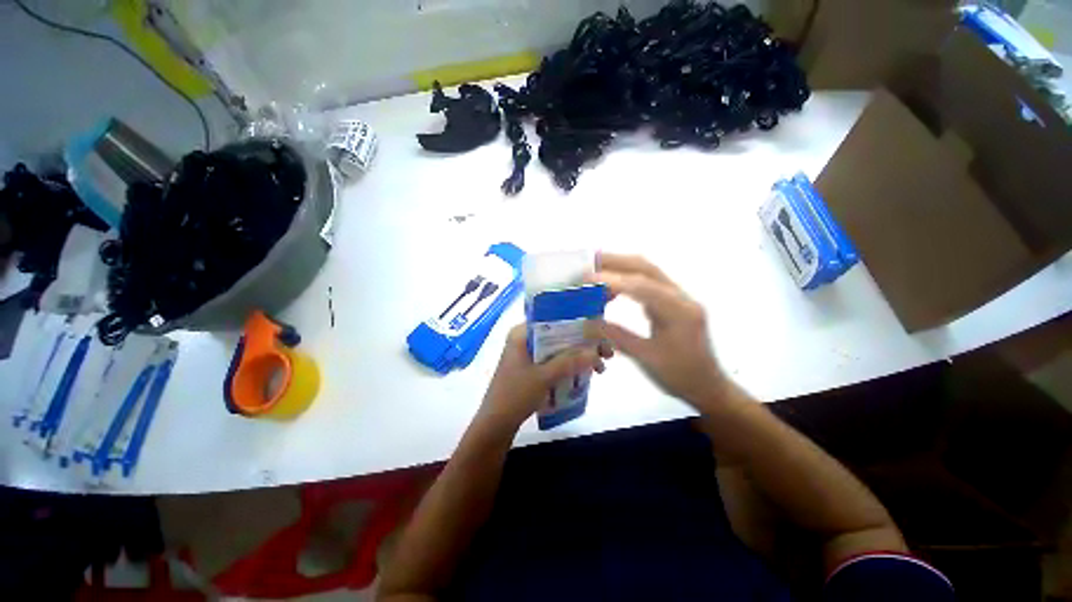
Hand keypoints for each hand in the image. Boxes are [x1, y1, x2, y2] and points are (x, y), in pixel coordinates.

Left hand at [479, 324, 611, 432]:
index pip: (553, 319)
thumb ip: (569, 362)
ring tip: (600, 367)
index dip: (578, 323)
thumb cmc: (515, 396)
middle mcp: (525, 338)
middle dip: (583, 343)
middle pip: (559, 334)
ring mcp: (528, 353)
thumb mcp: (544, 377)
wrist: (495, 425)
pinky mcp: (531, 367)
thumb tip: (596, 351)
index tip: (599, 331)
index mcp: (522, 333)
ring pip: (559, 348)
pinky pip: (554, 360)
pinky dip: (569, 365)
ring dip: (579, 355)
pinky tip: (586, 373)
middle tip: (606, 352)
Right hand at [591, 254, 727, 406]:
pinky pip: (648, 282)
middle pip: (646, 268)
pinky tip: (612, 286)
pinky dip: (627, 279)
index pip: (642, 286)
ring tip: (595, 269)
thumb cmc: (680, 377)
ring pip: (647, 272)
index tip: (586, 279)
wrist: (709, 387)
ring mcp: (679, 298)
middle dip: (615, 261)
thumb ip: (617, 336)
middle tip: (588, 262)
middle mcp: (681, 297)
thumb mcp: (646, 359)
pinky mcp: (673, 302)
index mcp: (679, 312)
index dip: (612, 279)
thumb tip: (587, 322)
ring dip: (620, 266)